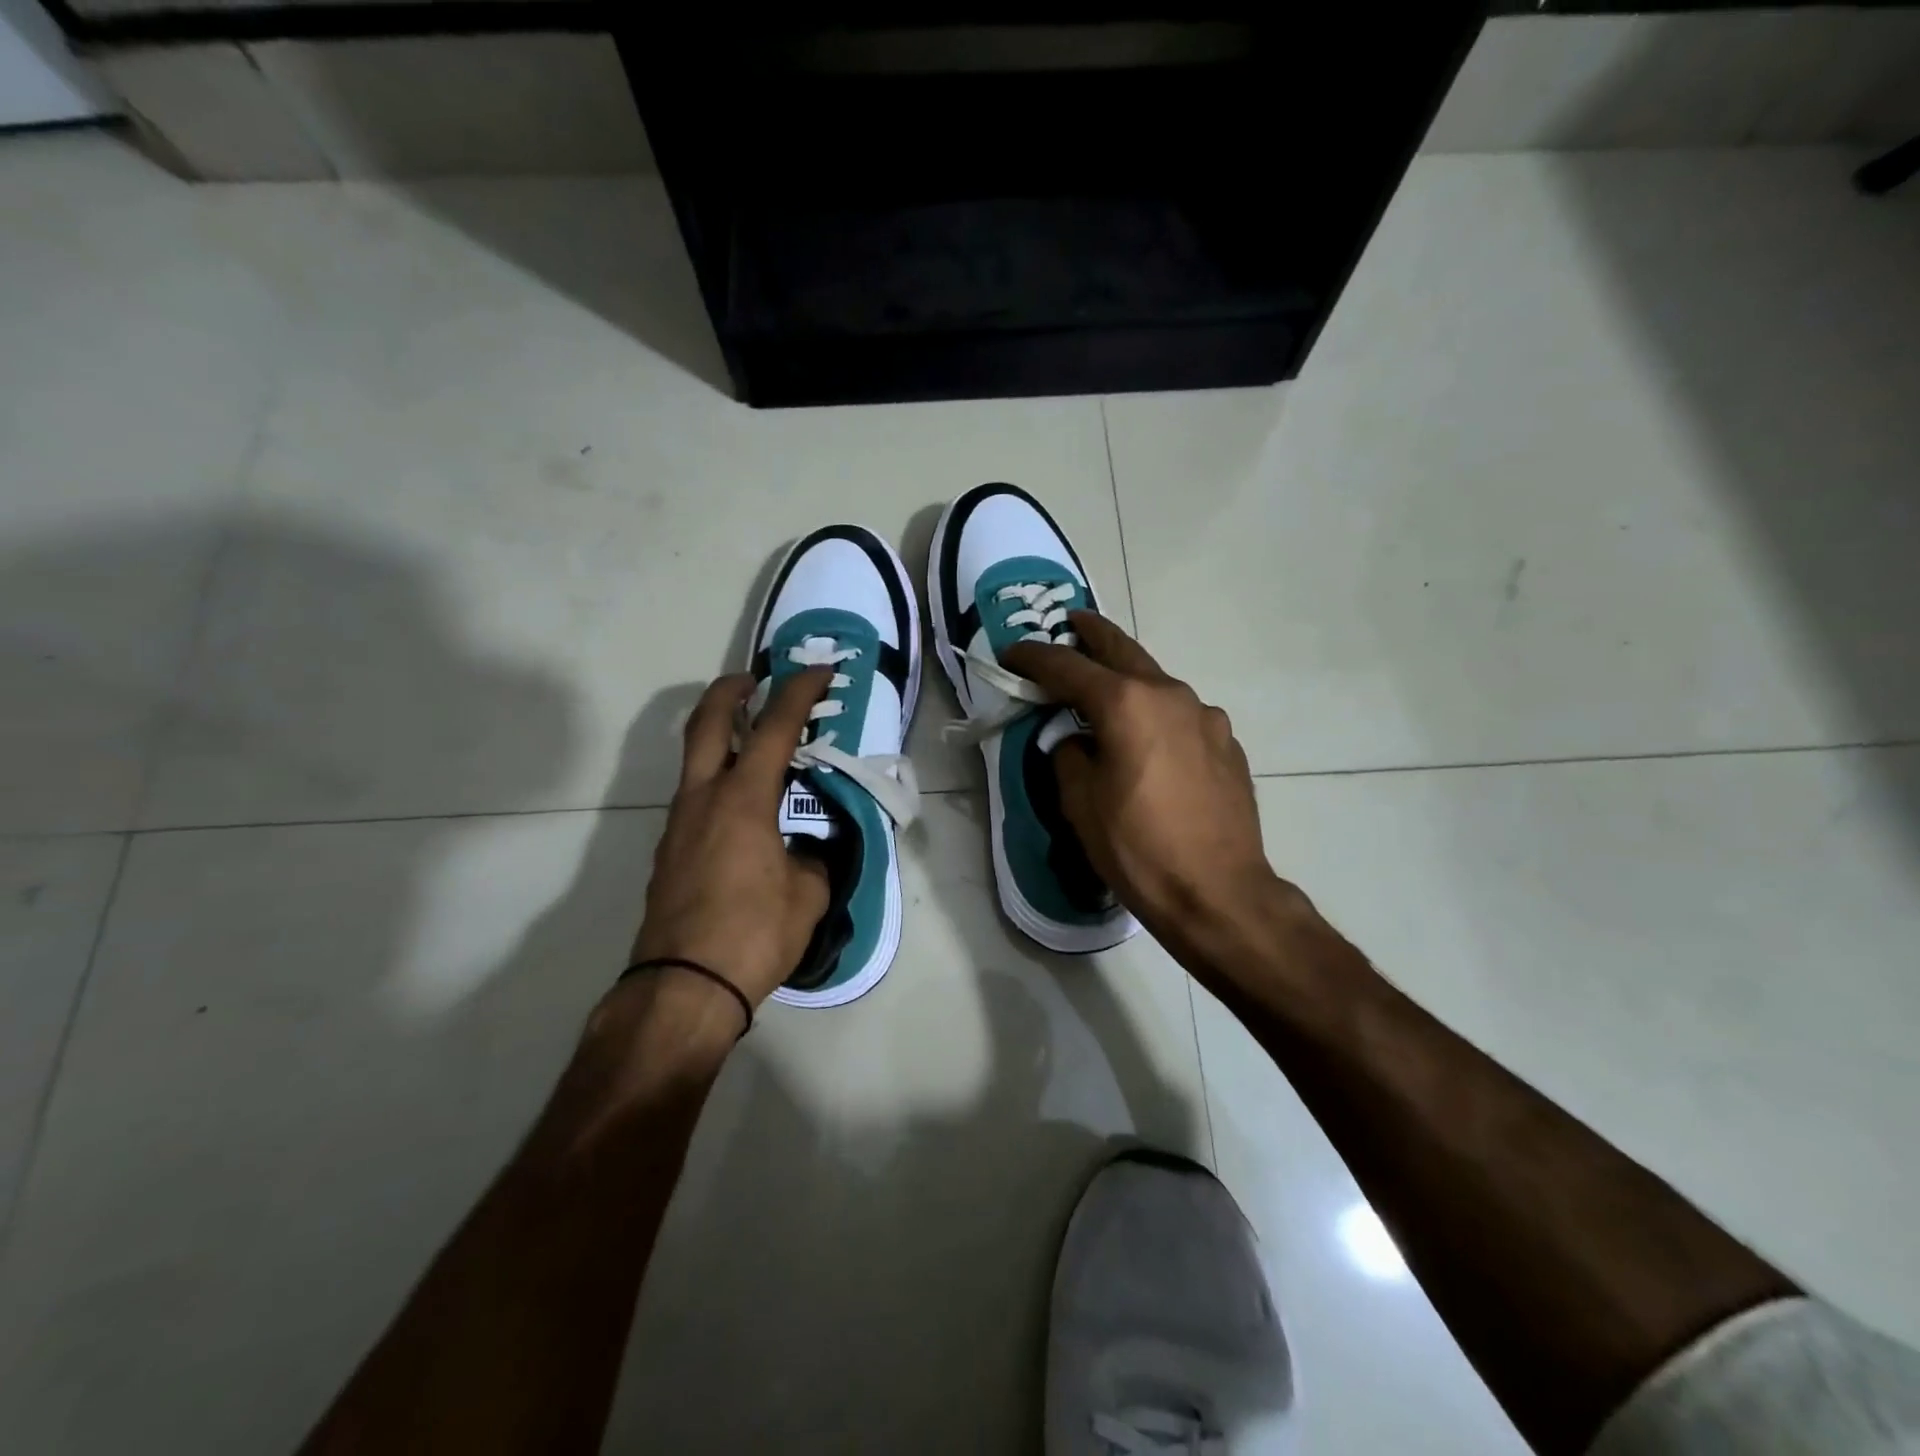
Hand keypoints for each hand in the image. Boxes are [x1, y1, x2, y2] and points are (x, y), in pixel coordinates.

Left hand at [630, 669, 833, 1008]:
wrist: (683, 988)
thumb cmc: (754, 933)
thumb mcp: (807, 894)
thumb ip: (812, 860)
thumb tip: (804, 853)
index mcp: (743, 799)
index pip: (775, 727)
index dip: (799, 691)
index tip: (818, 670)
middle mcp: (703, 799)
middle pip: (706, 723)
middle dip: (729, 692)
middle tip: (752, 681)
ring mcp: (678, 826)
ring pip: (695, 763)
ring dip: (722, 741)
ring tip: (757, 751)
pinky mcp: (669, 854)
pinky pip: (695, 801)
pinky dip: (718, 785)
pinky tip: (744, 815)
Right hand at [1003, 613, 1293, 969]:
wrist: (1219, 892)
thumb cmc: (1138, 848)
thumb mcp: (1080, 803)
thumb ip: (1069, 755)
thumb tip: (1076, 741)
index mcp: (1127, 703)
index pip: (1068, 666)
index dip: (1034, 657)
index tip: (1011, 652)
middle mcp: (1170, 695)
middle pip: (1122, 650)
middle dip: (1091, 634)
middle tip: (1070, 622)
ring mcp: (1206, 716)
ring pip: (1156, 681)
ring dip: (1127, 676)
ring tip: (1105, 684)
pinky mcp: (1227, 743)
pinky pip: (1180, 714)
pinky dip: (1155, 711)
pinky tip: (1149, 738)